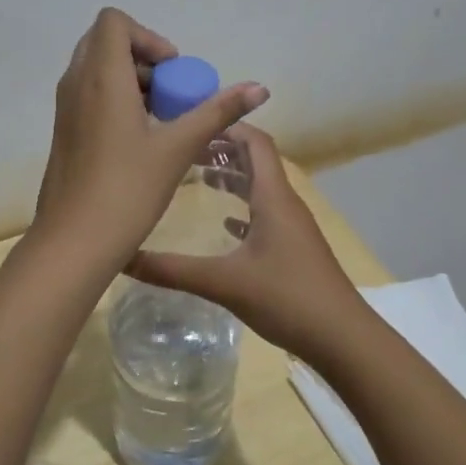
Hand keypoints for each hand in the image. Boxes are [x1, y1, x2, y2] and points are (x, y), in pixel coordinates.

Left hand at [34, 8, 268, 264]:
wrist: (73, 241)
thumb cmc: (127, 190)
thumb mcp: (178, 148)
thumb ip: (218, 112)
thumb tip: (260, 87)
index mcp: (100, 77)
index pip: (113, 22)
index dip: (148, 36)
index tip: (173, 70)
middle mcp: (76, 84)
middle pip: (105, 42)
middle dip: (142, 56)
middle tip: (170, 91)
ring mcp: (65, 108)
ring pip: (96, 70)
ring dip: (130, 80)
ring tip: (161, 118)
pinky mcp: (63, 131)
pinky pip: (88, 95)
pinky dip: (114, 99)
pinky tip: (140, 139)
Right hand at [126, 124, 369, 362]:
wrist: (343, 339)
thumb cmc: (286, 298)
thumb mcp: (224, 282)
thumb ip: (172, 269)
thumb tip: (122, 257)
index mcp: (273, 197)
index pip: (255, 142)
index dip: (226, 127)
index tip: (191, 125)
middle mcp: (285, 203)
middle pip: (256, 161)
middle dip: (222, 151)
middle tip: (184, 151)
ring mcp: (293, 227)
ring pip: (261, 188)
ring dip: (232, 178)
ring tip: (198, 178)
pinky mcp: (295, 249)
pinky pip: (266, 215)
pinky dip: (243, 209)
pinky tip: (224, 224)